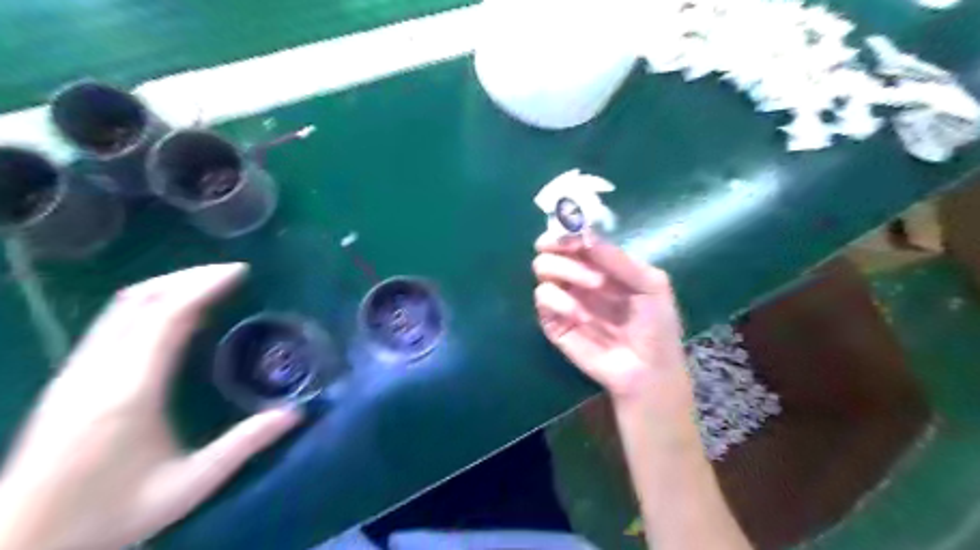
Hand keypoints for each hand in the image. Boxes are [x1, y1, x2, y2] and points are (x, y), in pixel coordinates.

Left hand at [0, 261, 302, 548]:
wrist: (18, 545)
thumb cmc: (108, 515)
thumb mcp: (189, 485)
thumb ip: (245, 444)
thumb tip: (296, 413)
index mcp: (130, 390)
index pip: (167, 317)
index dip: (204, 286)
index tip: (240, 273)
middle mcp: (99, 370)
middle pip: (141, 301)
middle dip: (189, 277)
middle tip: (231, 272)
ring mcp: (78, 372)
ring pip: (121, 307)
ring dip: (168, 286)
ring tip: (208, 284)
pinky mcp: (70, 378)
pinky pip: (111, 322)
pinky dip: (148, 304)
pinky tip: (171, 314)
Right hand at [534, 233, 691, 403]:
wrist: (649, 369)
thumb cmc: (656, 325)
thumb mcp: (650, 284)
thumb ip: (617, 258)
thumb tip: (583, 233)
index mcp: (600, 266)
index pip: (573, 239)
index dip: (568, 230)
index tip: (572, 228)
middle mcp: (578, 279)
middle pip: (550, 249)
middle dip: (561, 246)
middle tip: (576, 251)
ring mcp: (564, 300)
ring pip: (542, 269)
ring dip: (566, 270)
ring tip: (595, 286)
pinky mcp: (553, 323)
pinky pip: (542, 298)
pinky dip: (558, 300)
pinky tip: (579, 314)